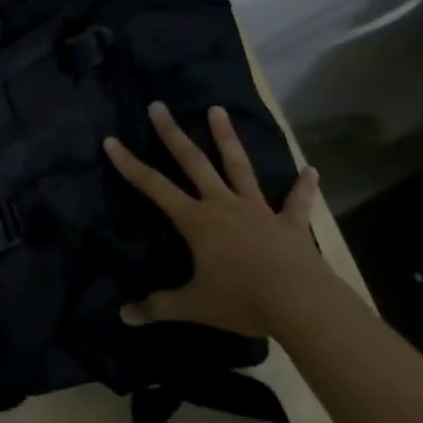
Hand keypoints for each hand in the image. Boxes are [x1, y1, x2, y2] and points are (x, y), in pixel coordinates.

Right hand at [104, 103, 325, 338]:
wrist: (301, 304)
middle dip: (172, 133)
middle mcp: (222, 205)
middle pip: (193, 161)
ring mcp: (257, 210)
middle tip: (158, 105)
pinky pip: (296, 203)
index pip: (153, 186)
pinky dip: (303, 187)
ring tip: (217, 110)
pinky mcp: (289, 224)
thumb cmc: (241, 300)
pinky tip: (311, 172)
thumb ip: (159, 307)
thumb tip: (123, 316)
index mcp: (196, 220)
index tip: (111, 140)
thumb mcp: (194, 306)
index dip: (129, 164)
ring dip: (227, 138)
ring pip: (238, 167)